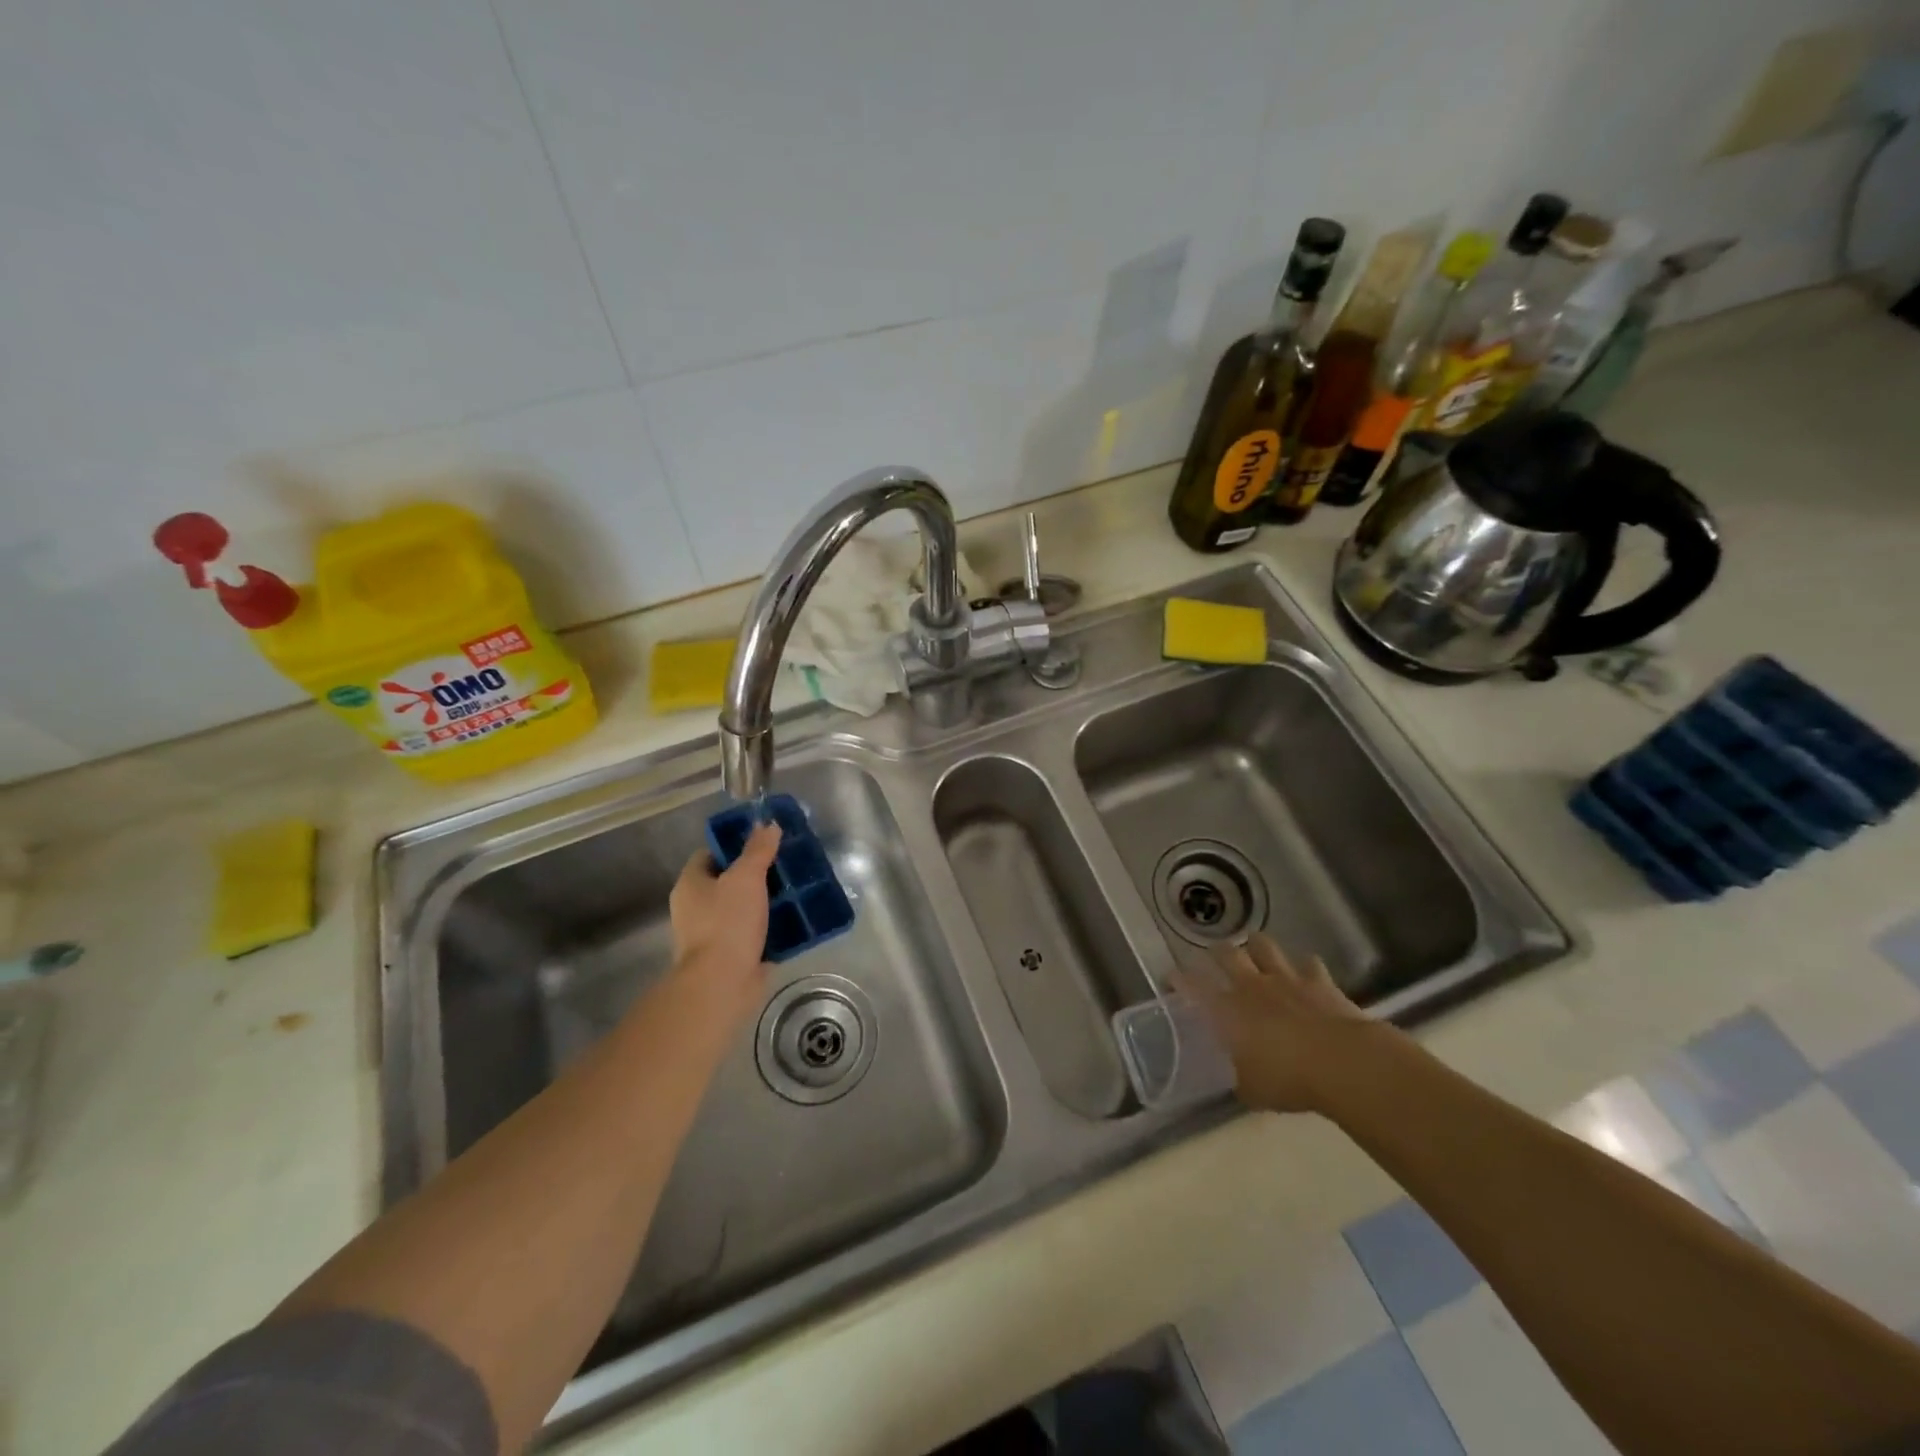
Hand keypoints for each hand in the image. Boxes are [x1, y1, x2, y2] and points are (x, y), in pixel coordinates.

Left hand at [666, 822, 781, 1024]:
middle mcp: (696, 908)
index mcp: (691, 885)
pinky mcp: (731, 956)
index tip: (762, 841)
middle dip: (755, 874)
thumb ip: (758, 850)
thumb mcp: (746, 877)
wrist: (722, 983)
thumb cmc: (727, 923)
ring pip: (743, 908)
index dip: (733, 845)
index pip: (709, 854)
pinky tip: (795, 920)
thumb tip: (768, 824)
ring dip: (766, 901)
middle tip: (785, 864)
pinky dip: (772, 927)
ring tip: (796, 889)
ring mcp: (712, 935)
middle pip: (728, 882)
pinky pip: (754, 933)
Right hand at [1173, 933, 1397, 1114]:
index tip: (1172, 976)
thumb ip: (1241, 1077)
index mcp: (1228, 1010)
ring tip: (1255, 950)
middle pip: (1227, 954)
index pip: (1194, 987)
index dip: (1180, 979)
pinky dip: (1305, 967)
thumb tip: (1238, 1078)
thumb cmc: (1289, 1079)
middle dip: (1216, 952)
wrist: (1343, 1062)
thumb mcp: (1253, 1089)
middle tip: (1214, 955)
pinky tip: (1306, 973)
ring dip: (1258, 946)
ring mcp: (1287, 979)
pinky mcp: (1320, 981)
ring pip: (1264, 946)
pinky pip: (1310, 964)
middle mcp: (1252, 986)